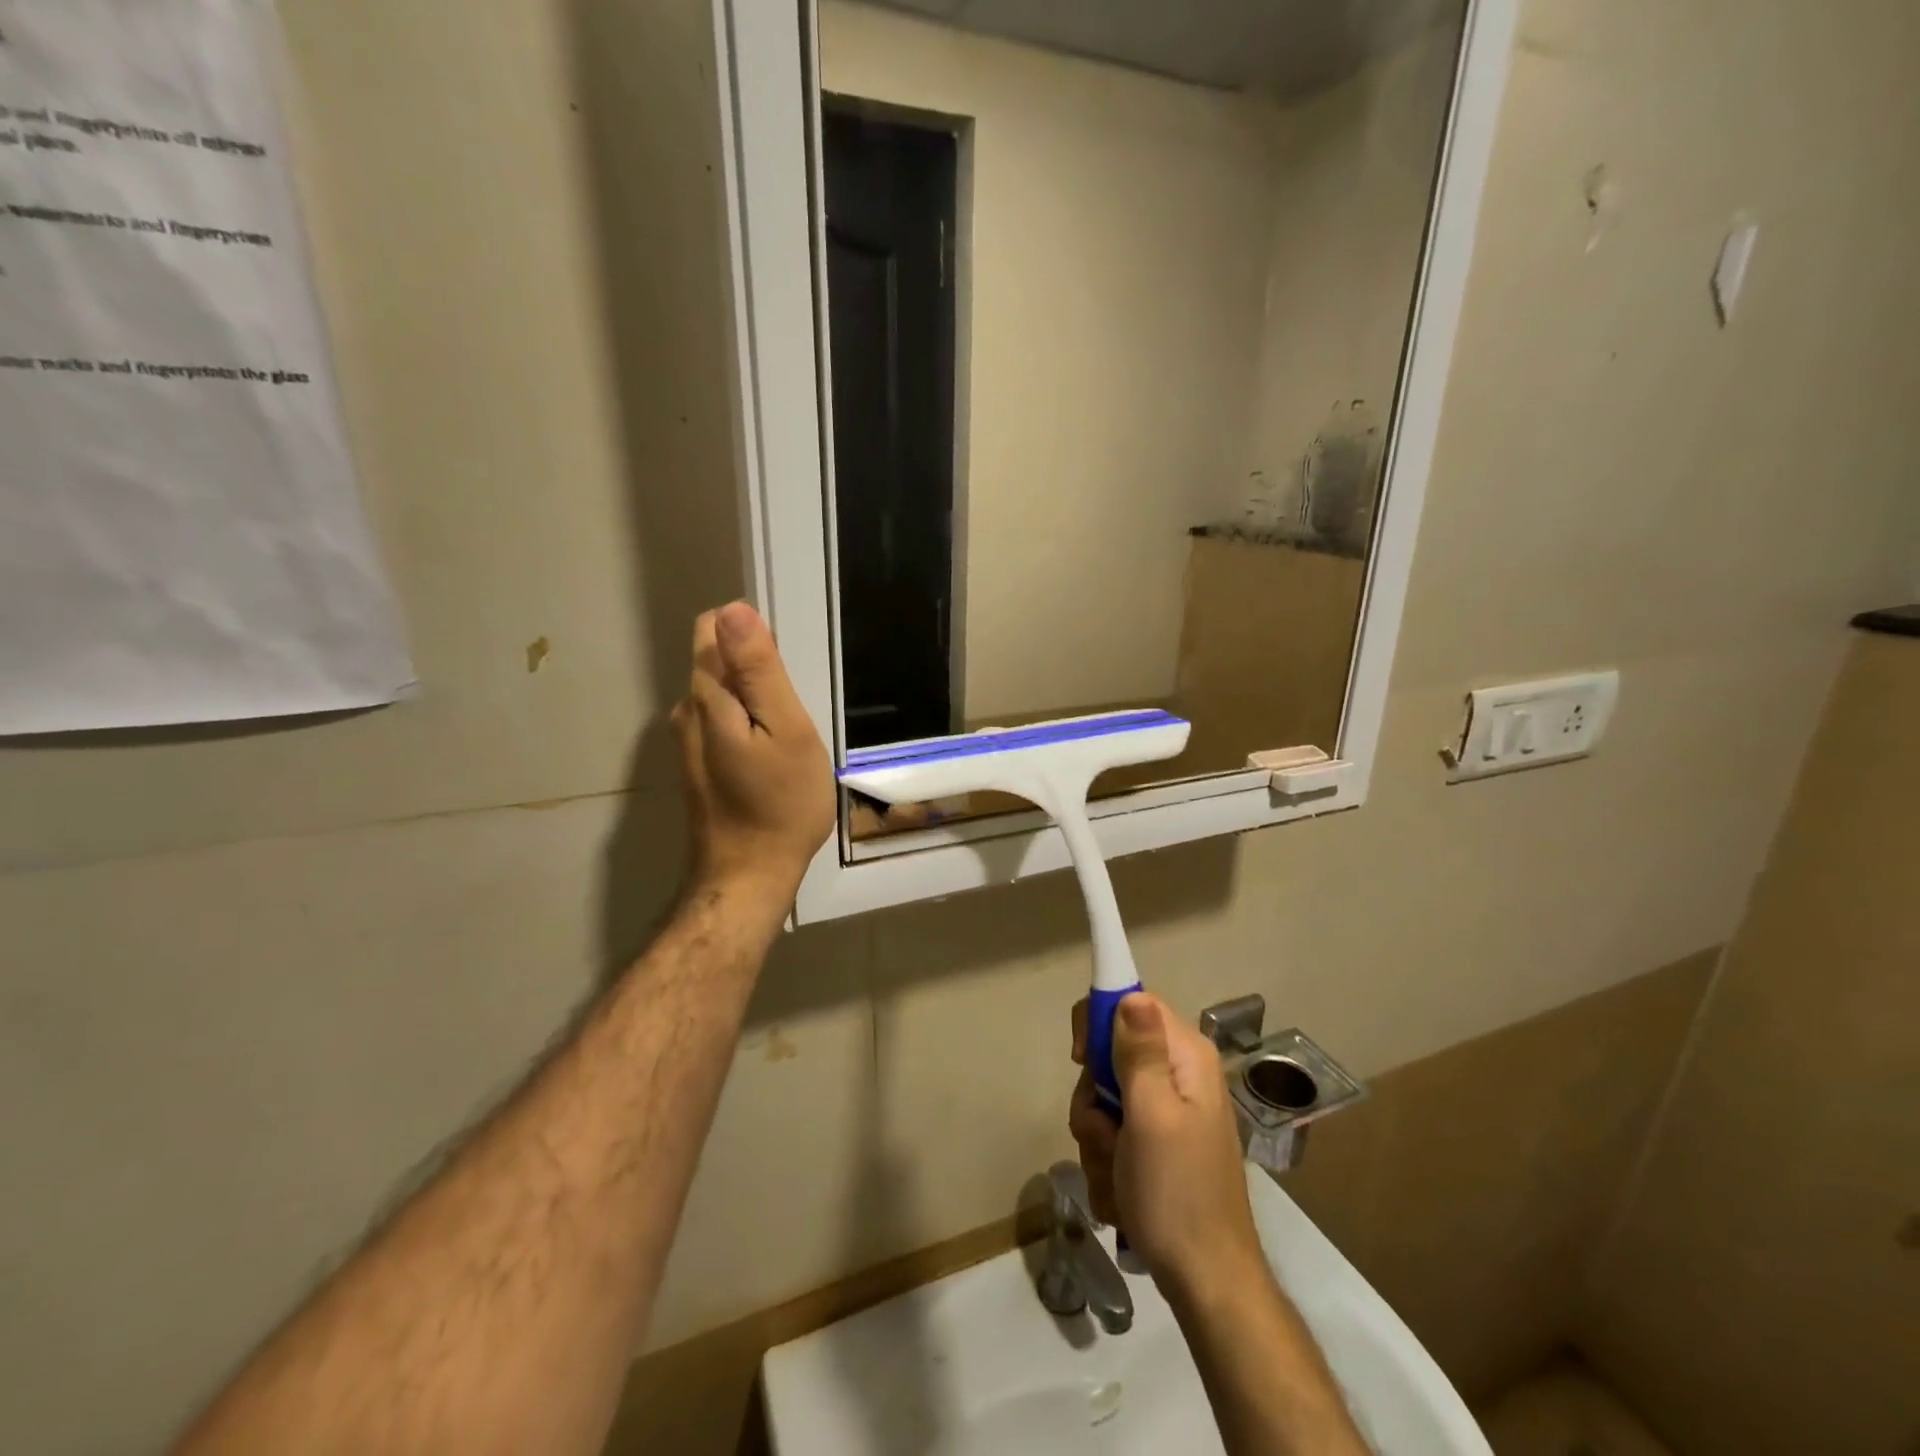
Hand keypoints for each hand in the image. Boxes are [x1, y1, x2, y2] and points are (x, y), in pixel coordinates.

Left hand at [673, 602, 834, 899]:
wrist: (748, 876)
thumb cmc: (780, 804)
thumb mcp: (786, 730)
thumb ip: (760, 670)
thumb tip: (735, 610)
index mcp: (707, 695)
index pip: (713, 627)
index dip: (752, 633)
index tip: (786, 669)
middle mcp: (686, 711)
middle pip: (718, 661)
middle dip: (757, 670)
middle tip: (794, 712)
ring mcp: (688, 741)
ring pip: (723, 694)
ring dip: (755, 701)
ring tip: (789, 736)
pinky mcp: (698, 765)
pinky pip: (723, 722)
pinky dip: (747, 725)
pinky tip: (772, 757)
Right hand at [1069, 992, 1263, 1301]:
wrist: (1206, 1282)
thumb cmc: (1176, 1193)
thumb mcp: (1151, 1115)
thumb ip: (1139, 1052)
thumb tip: (1131, 994)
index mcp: (1186, 1056)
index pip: (1132, 1002)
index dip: (1099, 1023)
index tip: (1081, 1060)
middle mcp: (1180, 1074)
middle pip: (1112, 1054)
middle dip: (1094, 1096)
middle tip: (1104, 1131)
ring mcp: (1169, 1111)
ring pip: (1105, 1098)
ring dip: (1096, 1136)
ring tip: (1114, 1171)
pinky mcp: (1159, 1144)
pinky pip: (1114, 1132)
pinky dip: (1107, 1160)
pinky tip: (1120, 1190)